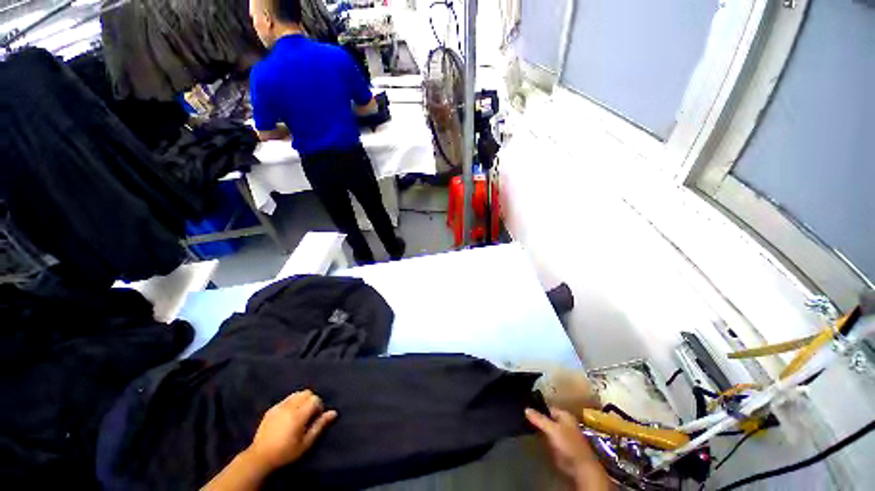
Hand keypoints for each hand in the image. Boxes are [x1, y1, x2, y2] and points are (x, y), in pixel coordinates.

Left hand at [245, 390, 337, 472]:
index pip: (315, 399)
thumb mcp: (306, 443)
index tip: (316, 419)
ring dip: (302, 400)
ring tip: (300, 414)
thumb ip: (320, 425)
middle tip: (309, 415)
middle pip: (306, 393)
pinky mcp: (271, 409)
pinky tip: (288, 416)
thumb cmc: (286, 453)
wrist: (260, 459)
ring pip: (296, 394)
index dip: (319, 407)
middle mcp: (289, 407)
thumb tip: (334, 412)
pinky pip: (286, 399)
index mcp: (298, 414)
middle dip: (311, 401)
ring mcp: (279, 407)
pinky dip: (292, 403)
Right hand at [526, 408, 610, 489]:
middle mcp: (564, 423)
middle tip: (523, 417)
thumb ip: (539, 419)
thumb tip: (526, 409)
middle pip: (547, 418)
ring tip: (524, 425)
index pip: (547, 408)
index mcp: (565, 415)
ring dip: (538, 429)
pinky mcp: (560, 447)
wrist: (580, 467)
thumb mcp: (552, 429)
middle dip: (537, 419)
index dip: (537, 408)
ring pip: (547, 429)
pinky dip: (541, 438)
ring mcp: (562, 435)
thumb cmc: (568, 444)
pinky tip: (533, 437)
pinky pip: (548, 439)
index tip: (525, 409)